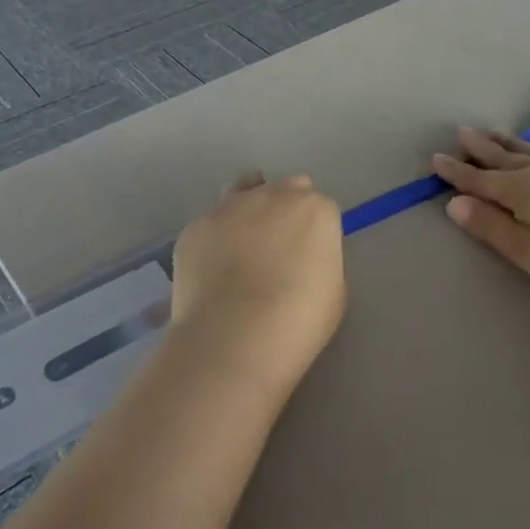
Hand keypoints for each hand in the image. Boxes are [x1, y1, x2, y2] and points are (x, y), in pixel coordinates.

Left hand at [170, 172, 345, 394]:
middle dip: (285, 211)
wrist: (234, 339)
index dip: (315, 232)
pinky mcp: (196, 226)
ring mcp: (230, 206)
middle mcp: (274, 195)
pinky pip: (211, 222)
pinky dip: (216, 237)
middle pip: (285, 189)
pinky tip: (213, 268)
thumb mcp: (334, 290)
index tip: (309, 257)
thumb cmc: (298, 321)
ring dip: (249, 208)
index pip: (321, 208)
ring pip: (244, 189)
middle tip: (279, 250)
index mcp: (316, 209)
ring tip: (243, 244)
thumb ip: (321, 258)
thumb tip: (303, 257)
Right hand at [431, 129, 529, 302]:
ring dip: (515, 143)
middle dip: (482, 147)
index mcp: (522, 190)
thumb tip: (454, 203)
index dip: (457, 171)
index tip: (436, 158)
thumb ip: (492, 227)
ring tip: (498, 132)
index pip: (480, 179)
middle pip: (506, 157)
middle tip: (463, 131)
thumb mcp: (528, 251)